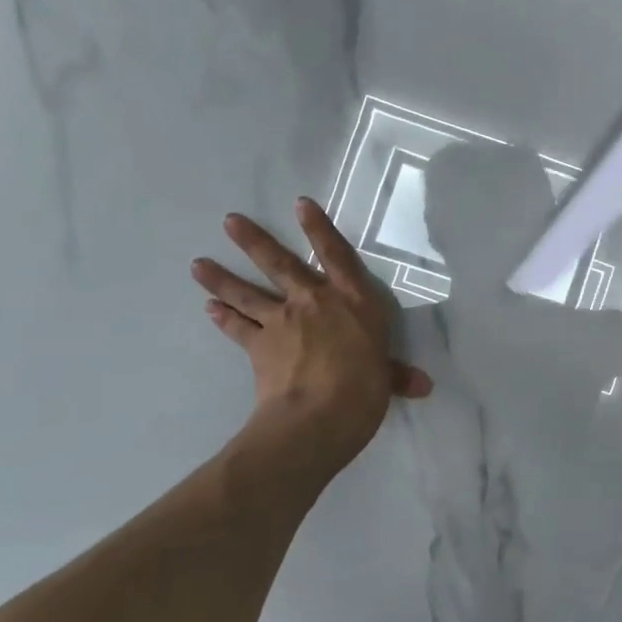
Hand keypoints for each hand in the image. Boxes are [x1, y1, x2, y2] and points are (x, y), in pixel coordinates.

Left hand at [192, 200, 431, 466]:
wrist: (318, 417)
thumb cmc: (364, 389)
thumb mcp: (385, 378)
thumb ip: (397, 374)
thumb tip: (424, 386)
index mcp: (352, 300)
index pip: (335, 254)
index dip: (319, 228)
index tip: (300, 204)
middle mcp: (314, 301)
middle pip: (280, 264)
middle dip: (254, 241)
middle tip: (229, 221)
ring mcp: (283, 321)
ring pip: (248, 293)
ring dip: (222, 278)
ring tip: (198, 264)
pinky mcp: (260, 347)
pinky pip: (239, 328)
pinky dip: (224, 318)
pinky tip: (209, 308)